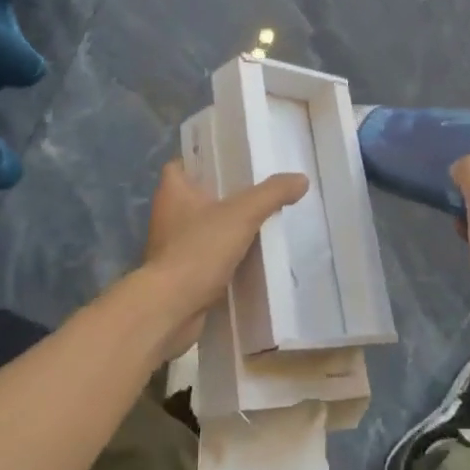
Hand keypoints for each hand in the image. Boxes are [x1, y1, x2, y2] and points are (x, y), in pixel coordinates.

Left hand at [125, 159, 308, 361]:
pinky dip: (225, 256)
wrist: (171, 309)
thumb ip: (271, 194)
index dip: (204, 159)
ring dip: (225, 227)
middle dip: (223, 194)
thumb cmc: (198, 250)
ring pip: (203, 228)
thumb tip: (301, 179)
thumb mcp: (241, 215)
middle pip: (197, 196)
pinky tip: (251, 256)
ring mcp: (172, 247)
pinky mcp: (180, 274)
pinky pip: (207, 257)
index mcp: (173, 191)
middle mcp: (167, 215)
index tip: (232, 160)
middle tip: (257, 190)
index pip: (183, 163)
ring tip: (260, 221)